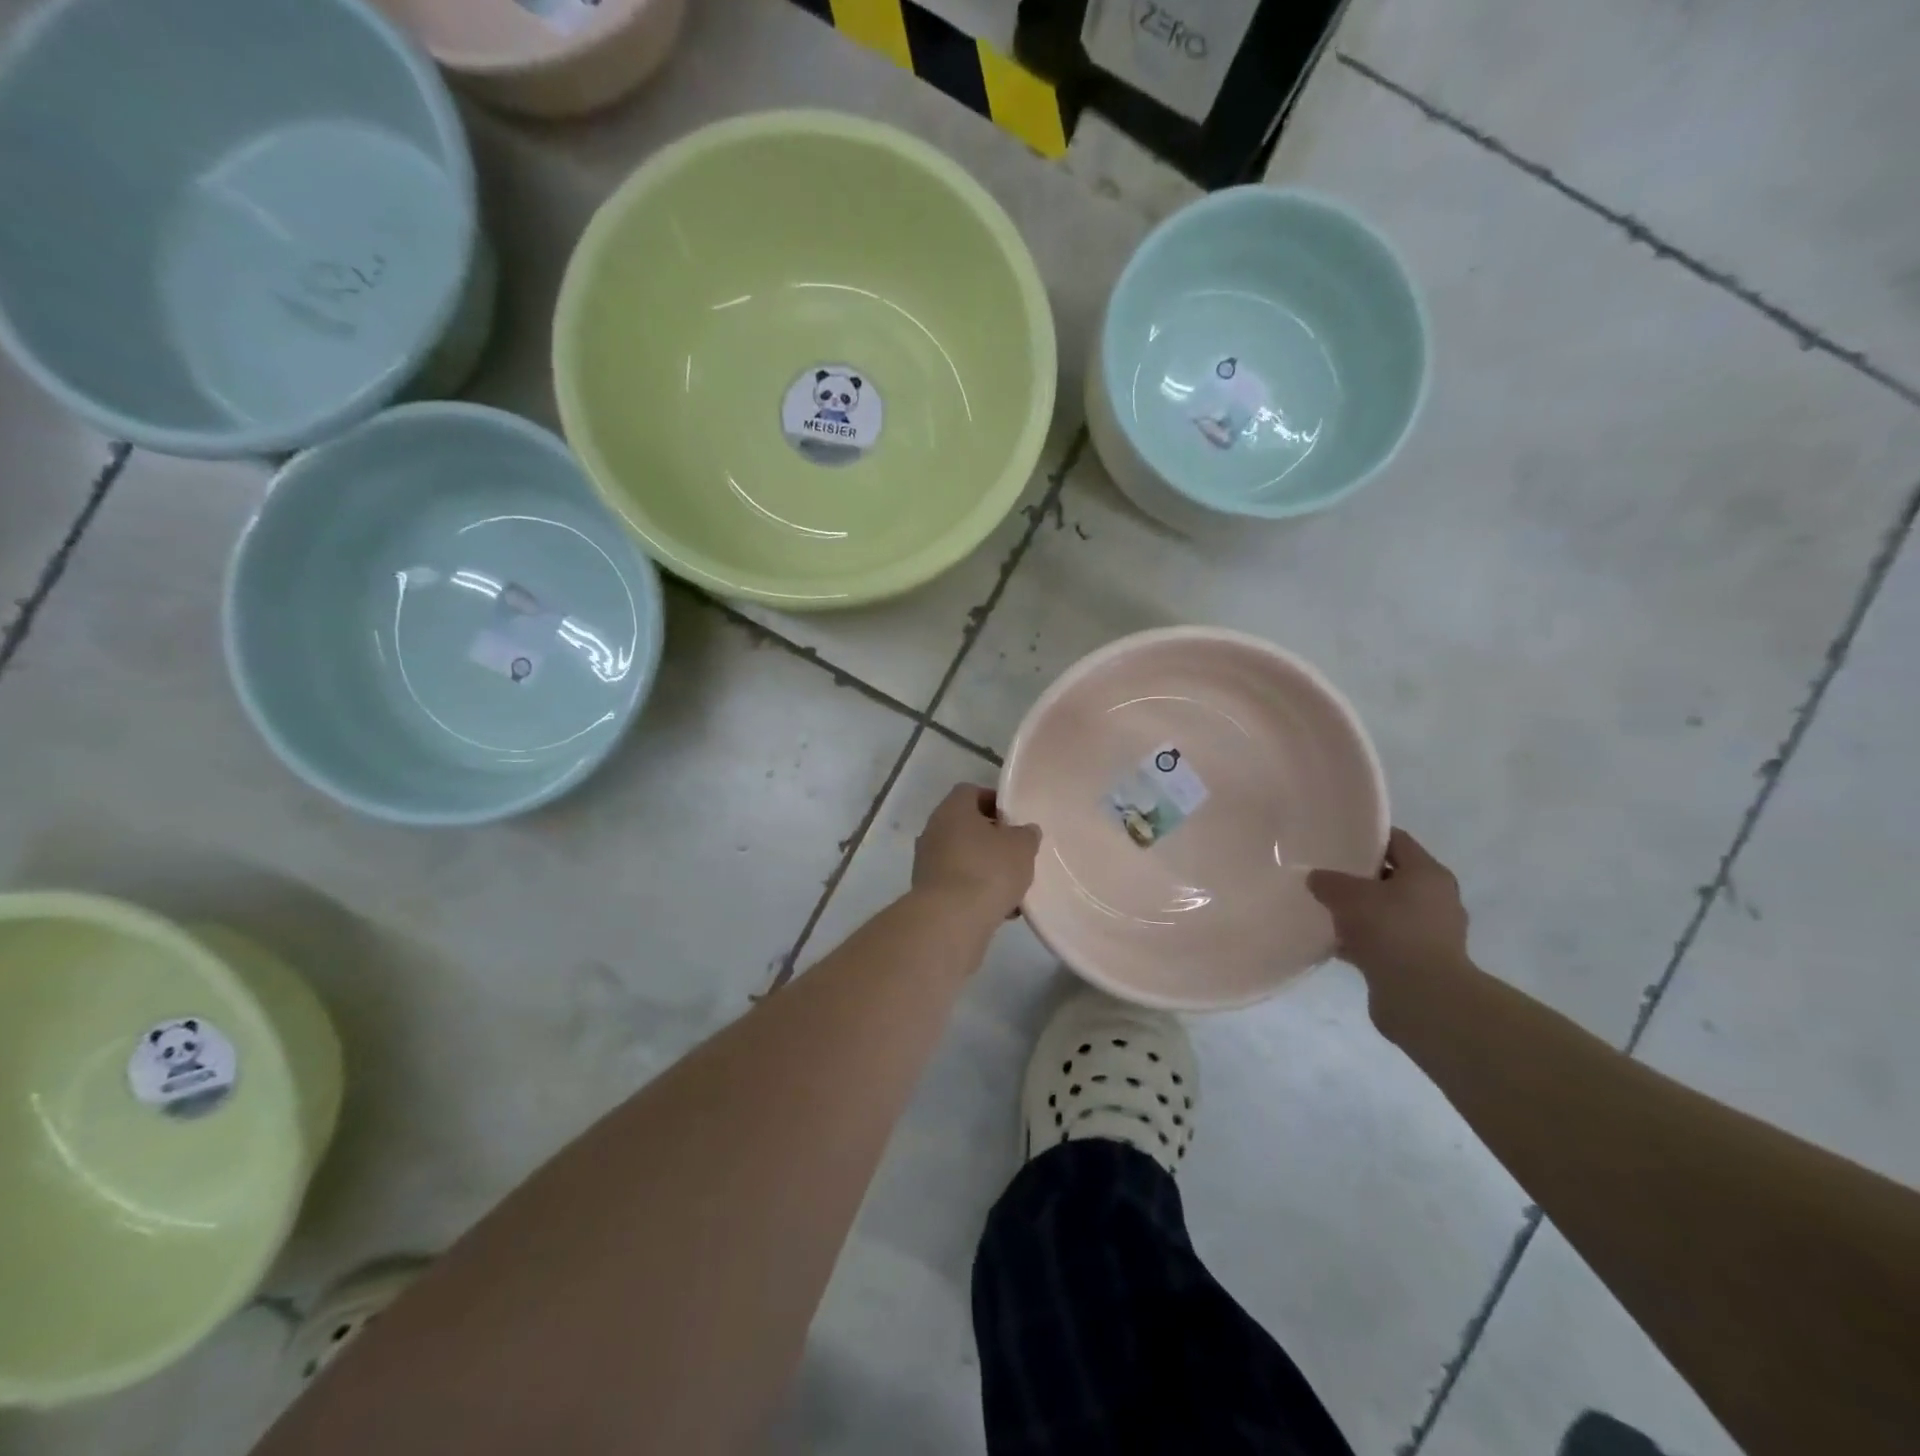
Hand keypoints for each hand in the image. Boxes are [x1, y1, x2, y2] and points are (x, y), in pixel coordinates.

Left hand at [913, 785, 1040, 922]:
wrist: (950, 920)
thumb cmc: (988, 870)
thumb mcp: (1021, 847)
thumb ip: (1026, 835)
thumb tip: (1025, 831)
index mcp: (952, 809)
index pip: (970, 792)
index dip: (993, 801)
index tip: (1013, 818)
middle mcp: (933, 830)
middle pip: (964, 825)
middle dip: (990, 838)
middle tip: (1015, 852)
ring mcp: (926, 862)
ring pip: (961, 856)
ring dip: (984, 867)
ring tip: (1011, 886)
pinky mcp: (927, 891)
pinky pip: (956, 883)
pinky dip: (974, 890)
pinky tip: (998, 909)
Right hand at [1306, 828, 1470, 986]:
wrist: (1423, 998)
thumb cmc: (1391, 931)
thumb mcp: (1348, 895)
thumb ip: (1328, 881)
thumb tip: (1316, 878)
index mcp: (1428, 874)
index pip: (1396, 841)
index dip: (1367, 836)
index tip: (1337, 838)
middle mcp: (1436, 900)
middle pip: (1391, 877)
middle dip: (1359, 877)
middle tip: (1326, 873)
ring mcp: (1430, 933)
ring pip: (1386, 912)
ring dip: (1360, 912)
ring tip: (1325, 909)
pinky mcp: (1419, 962)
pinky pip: (1384, 941)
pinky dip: (1361, 940)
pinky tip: (1333, 942)